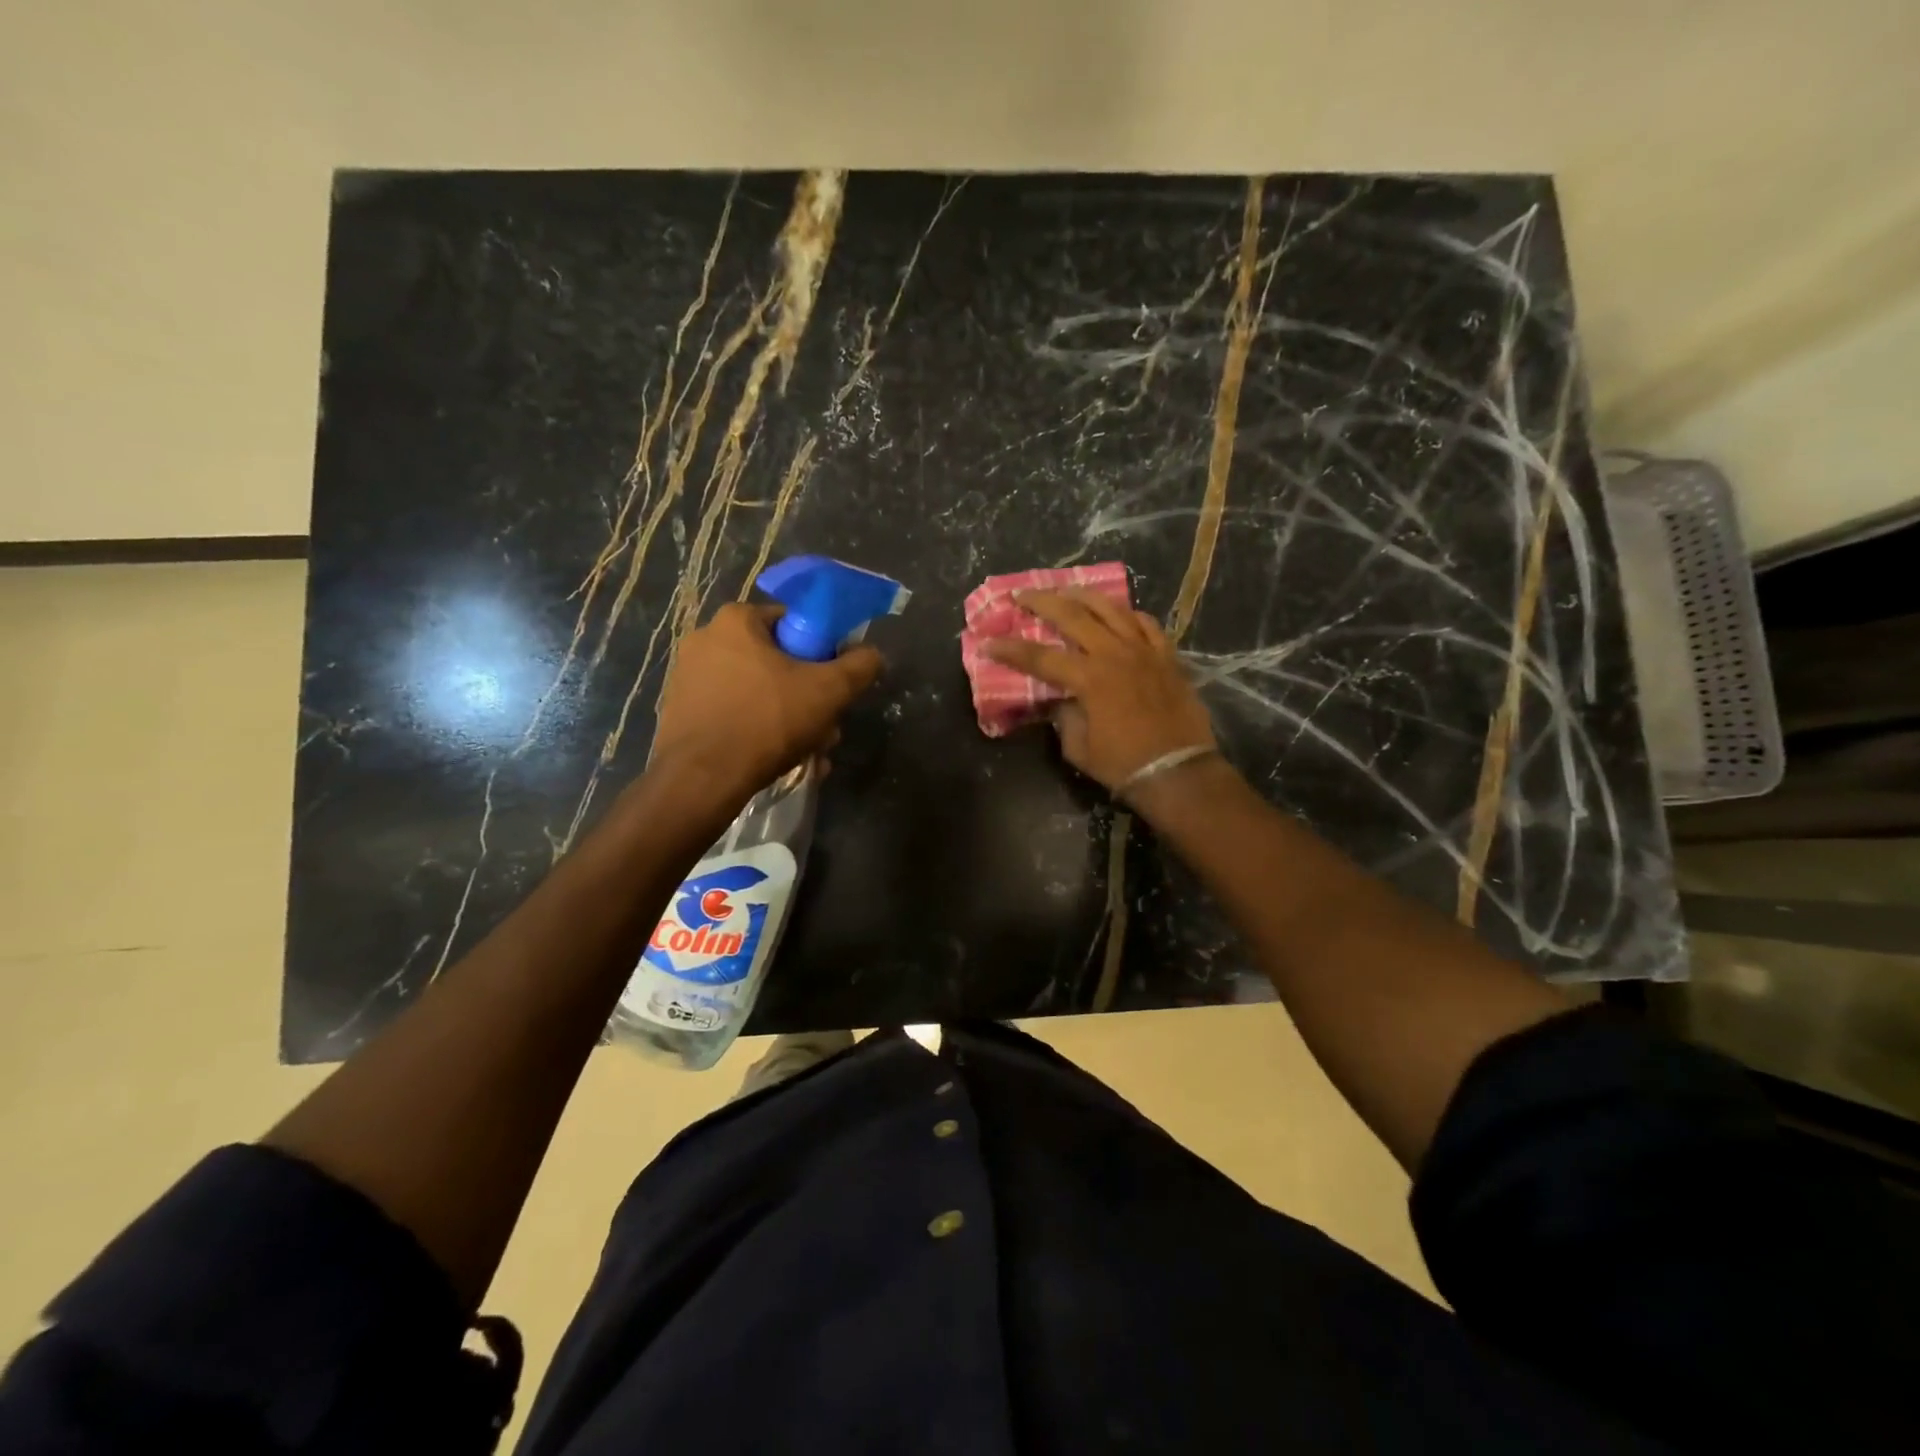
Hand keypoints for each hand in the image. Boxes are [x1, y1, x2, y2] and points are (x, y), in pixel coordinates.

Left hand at [651, 603, 883, 805]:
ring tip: (810, 752)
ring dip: (789, 718)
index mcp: (736, 621)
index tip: (834, 683)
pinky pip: (734, 713)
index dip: (823, 652)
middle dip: (807, 695)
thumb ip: (860, 666)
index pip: (795, 622)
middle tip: (826, 727)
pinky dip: (759, 731)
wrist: (701, 780)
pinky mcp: (682, 712)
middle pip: (777, 662)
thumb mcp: (829, 691)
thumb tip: (872, 655)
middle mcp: (706, 640)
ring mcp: (688, 677)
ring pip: (758, 692)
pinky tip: (778, 760)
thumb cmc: (767, 721)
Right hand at [983, 589, 1215, 794]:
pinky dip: (1128, 614)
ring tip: (1066, 591)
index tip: (988, 642)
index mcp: (1089, 679)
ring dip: (1083, 596)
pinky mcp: (1167, 656)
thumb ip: (1064, 717)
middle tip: (1022, 595)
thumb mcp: (1078, 747)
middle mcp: (1115, 654)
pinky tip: (1117, 613)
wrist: (1178, 771)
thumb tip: (1060, 700)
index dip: (1011, 649)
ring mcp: (1144, 651)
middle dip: (1042, 602)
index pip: (1040, 657)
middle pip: (1073, 616)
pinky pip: (1146, 623)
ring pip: (1111, 609)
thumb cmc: (1123, 764)